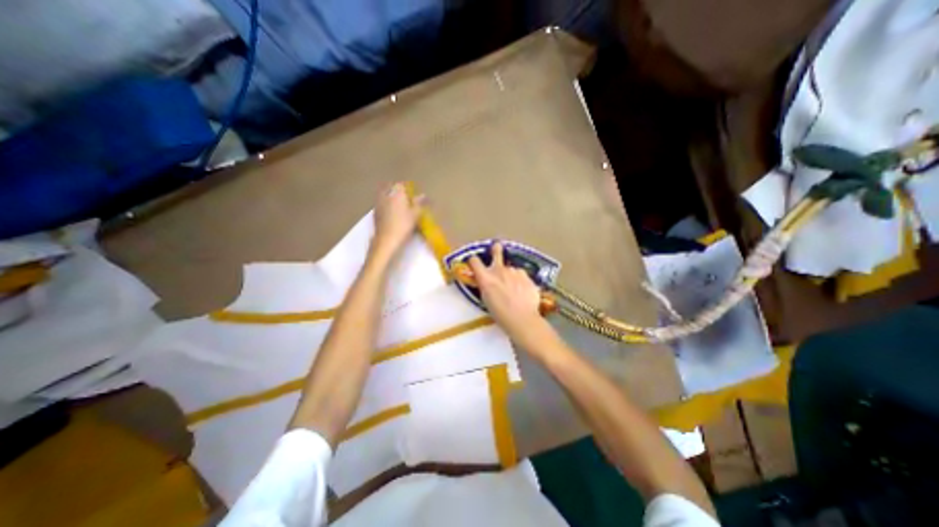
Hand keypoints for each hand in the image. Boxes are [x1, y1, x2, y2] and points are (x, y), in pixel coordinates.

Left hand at [371, 184, 425, 263]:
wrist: (386, 239)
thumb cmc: (403, 225)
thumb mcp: (415, 214)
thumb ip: (419, 203)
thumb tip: (423, 195)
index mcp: (397, 193)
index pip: (401, 184)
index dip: (407, 187)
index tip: (412, 192)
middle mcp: (386, 195)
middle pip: (390, 186)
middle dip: (397, 189)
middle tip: (404, 196)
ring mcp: (378, 203)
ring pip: (383, 193)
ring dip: (390, 195)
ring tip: (398, 203)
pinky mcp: (375, 212)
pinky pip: (380, 202)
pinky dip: (385, 203)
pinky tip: (391, 211)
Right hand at [470, 243, 542, 337]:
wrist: (522, 319)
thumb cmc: (500, 314)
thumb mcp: (486, 300)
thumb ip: (486, 286)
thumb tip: (486, 280)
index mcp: (485, 278)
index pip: (474, 261)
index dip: (473, 261)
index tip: (474, 263)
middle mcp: (499, 271)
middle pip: (496, 251)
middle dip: (496, 249)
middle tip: (497, 247)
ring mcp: (514, 271)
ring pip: (510, 269)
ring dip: (510, 274)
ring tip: (514, 289)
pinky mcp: (526, 275)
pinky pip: (520, 275)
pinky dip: (520, 280)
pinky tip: (523, 291)